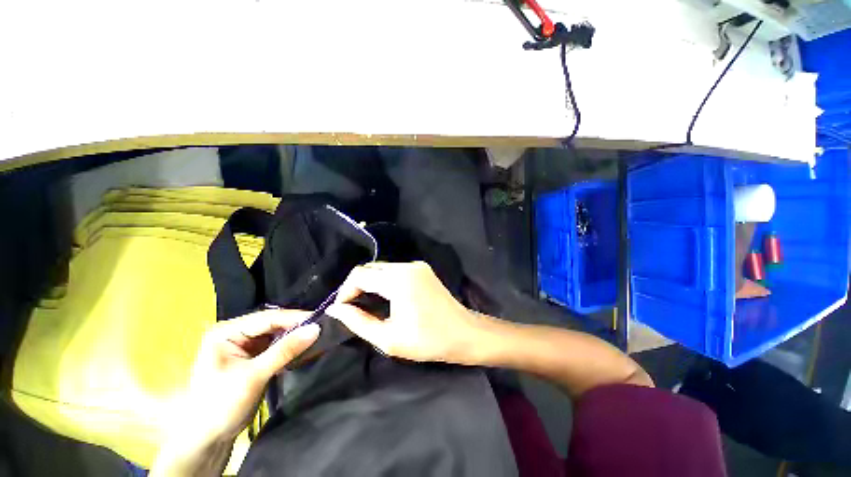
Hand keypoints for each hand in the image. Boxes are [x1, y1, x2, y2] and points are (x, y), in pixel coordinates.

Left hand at [181, 310, 319, 441]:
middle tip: (323, 327)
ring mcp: (245, 346)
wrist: (207, 440)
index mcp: (227, 332)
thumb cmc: (221, 405)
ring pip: (277, 334)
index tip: (321, 319)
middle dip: (297, 326)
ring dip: (296, 337)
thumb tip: (316, 329)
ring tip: (319, 335)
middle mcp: (236, 334)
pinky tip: (306, 347)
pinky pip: (277, 347)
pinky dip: (291, 348)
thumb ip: (285, 351)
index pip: (267, 318)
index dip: (295, 318)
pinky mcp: (254, 358)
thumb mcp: (254, 376)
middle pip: (273, 324)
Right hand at [327, 261, 485, 363]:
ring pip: (382, 268)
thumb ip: (358, 321)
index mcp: (398, 280)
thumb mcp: (388, 338)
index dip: (345, 291)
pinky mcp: (423, 269)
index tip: (342, 309)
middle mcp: (407, 266)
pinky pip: (396, 270)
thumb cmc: (427, 340)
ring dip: (371, 283)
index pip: (359, 275)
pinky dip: (385, 281)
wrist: (463, 333)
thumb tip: (335, 309)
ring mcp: (417, 265)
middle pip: (370, 268)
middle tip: (352, 308)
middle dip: (356, 286)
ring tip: (366, 304)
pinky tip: (386, 297)